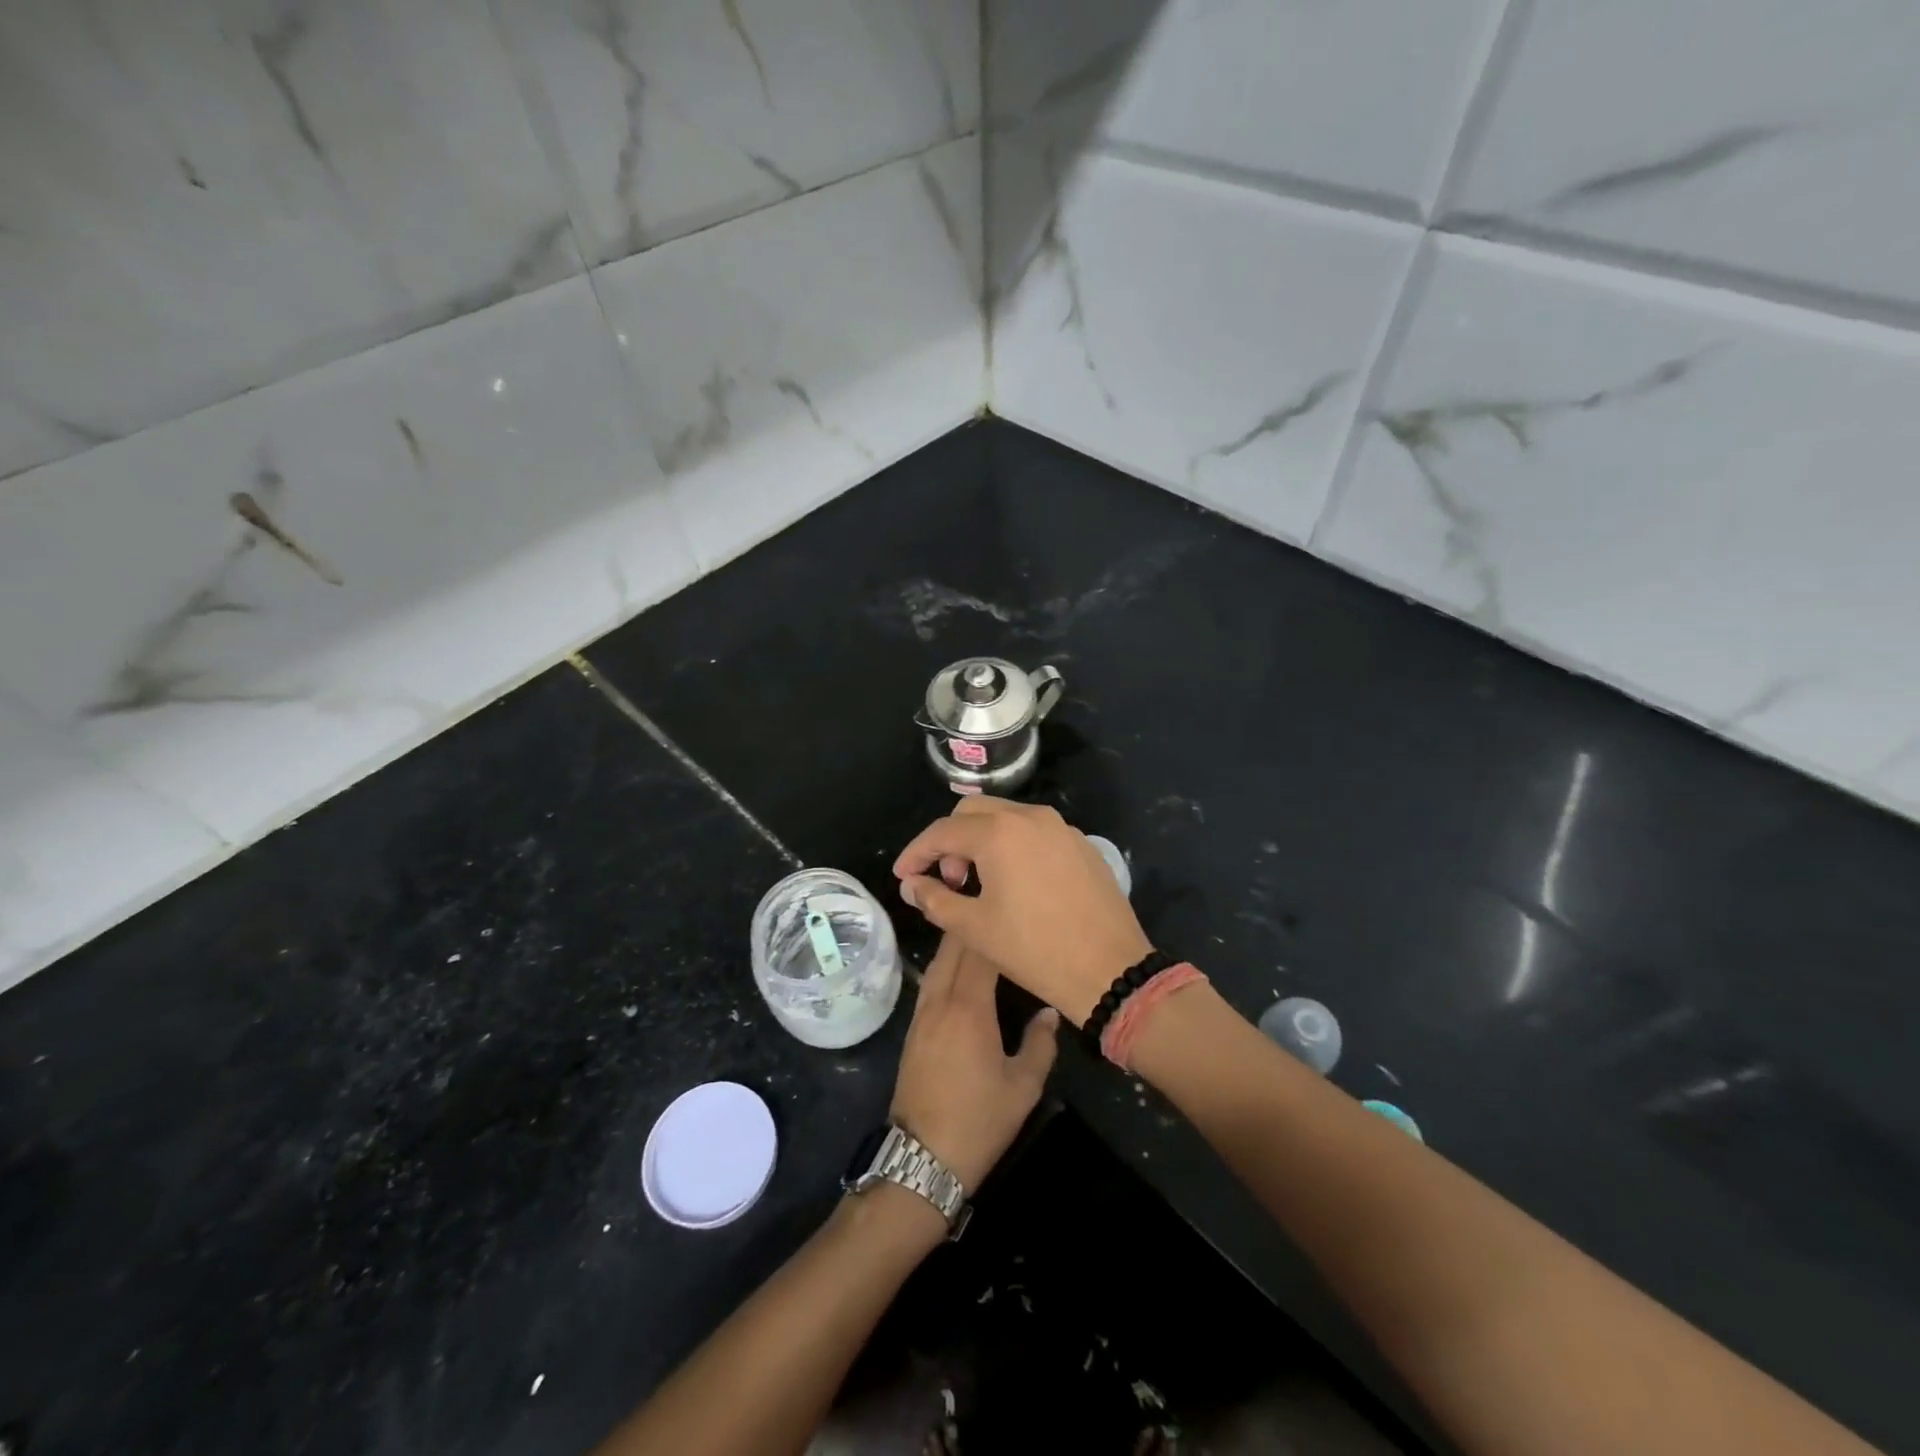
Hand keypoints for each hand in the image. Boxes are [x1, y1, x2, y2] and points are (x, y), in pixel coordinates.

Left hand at [889, 935, 1059, 1191]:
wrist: (921, 1158)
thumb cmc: (978, 1122)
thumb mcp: (1023, 1087)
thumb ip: (1040, 1044)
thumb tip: (1048, 1012)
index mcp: (969, 1008)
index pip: (980, 952)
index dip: (994, 928)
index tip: (1012, 911)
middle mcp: (940, 1001)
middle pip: (952, 949)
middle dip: (973, 925)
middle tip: (997, 910)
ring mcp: (921, 1014)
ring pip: (937, 962)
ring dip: (956, 943)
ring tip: (981, 931)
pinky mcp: (912, 1029)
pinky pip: (930, 982)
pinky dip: (945, 965)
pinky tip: (959, 969)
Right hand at [893, 799, 1152, 1026]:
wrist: (1110, 968)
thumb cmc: (1034, 949)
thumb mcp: (973, 928)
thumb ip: (934, 898)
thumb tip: (912, 885)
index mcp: (999, 832)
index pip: (942, 831)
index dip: (916, 853)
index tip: (904, 876)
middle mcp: (1030, 817)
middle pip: (973, 811)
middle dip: (950, 840)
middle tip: (947, 879)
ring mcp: (1060, 827)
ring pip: (1006, 817)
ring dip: (982, 840)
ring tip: (978, 882)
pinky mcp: (1080, 844)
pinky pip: (1035, 832)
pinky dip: (1012, 845)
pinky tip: (1015, 882)